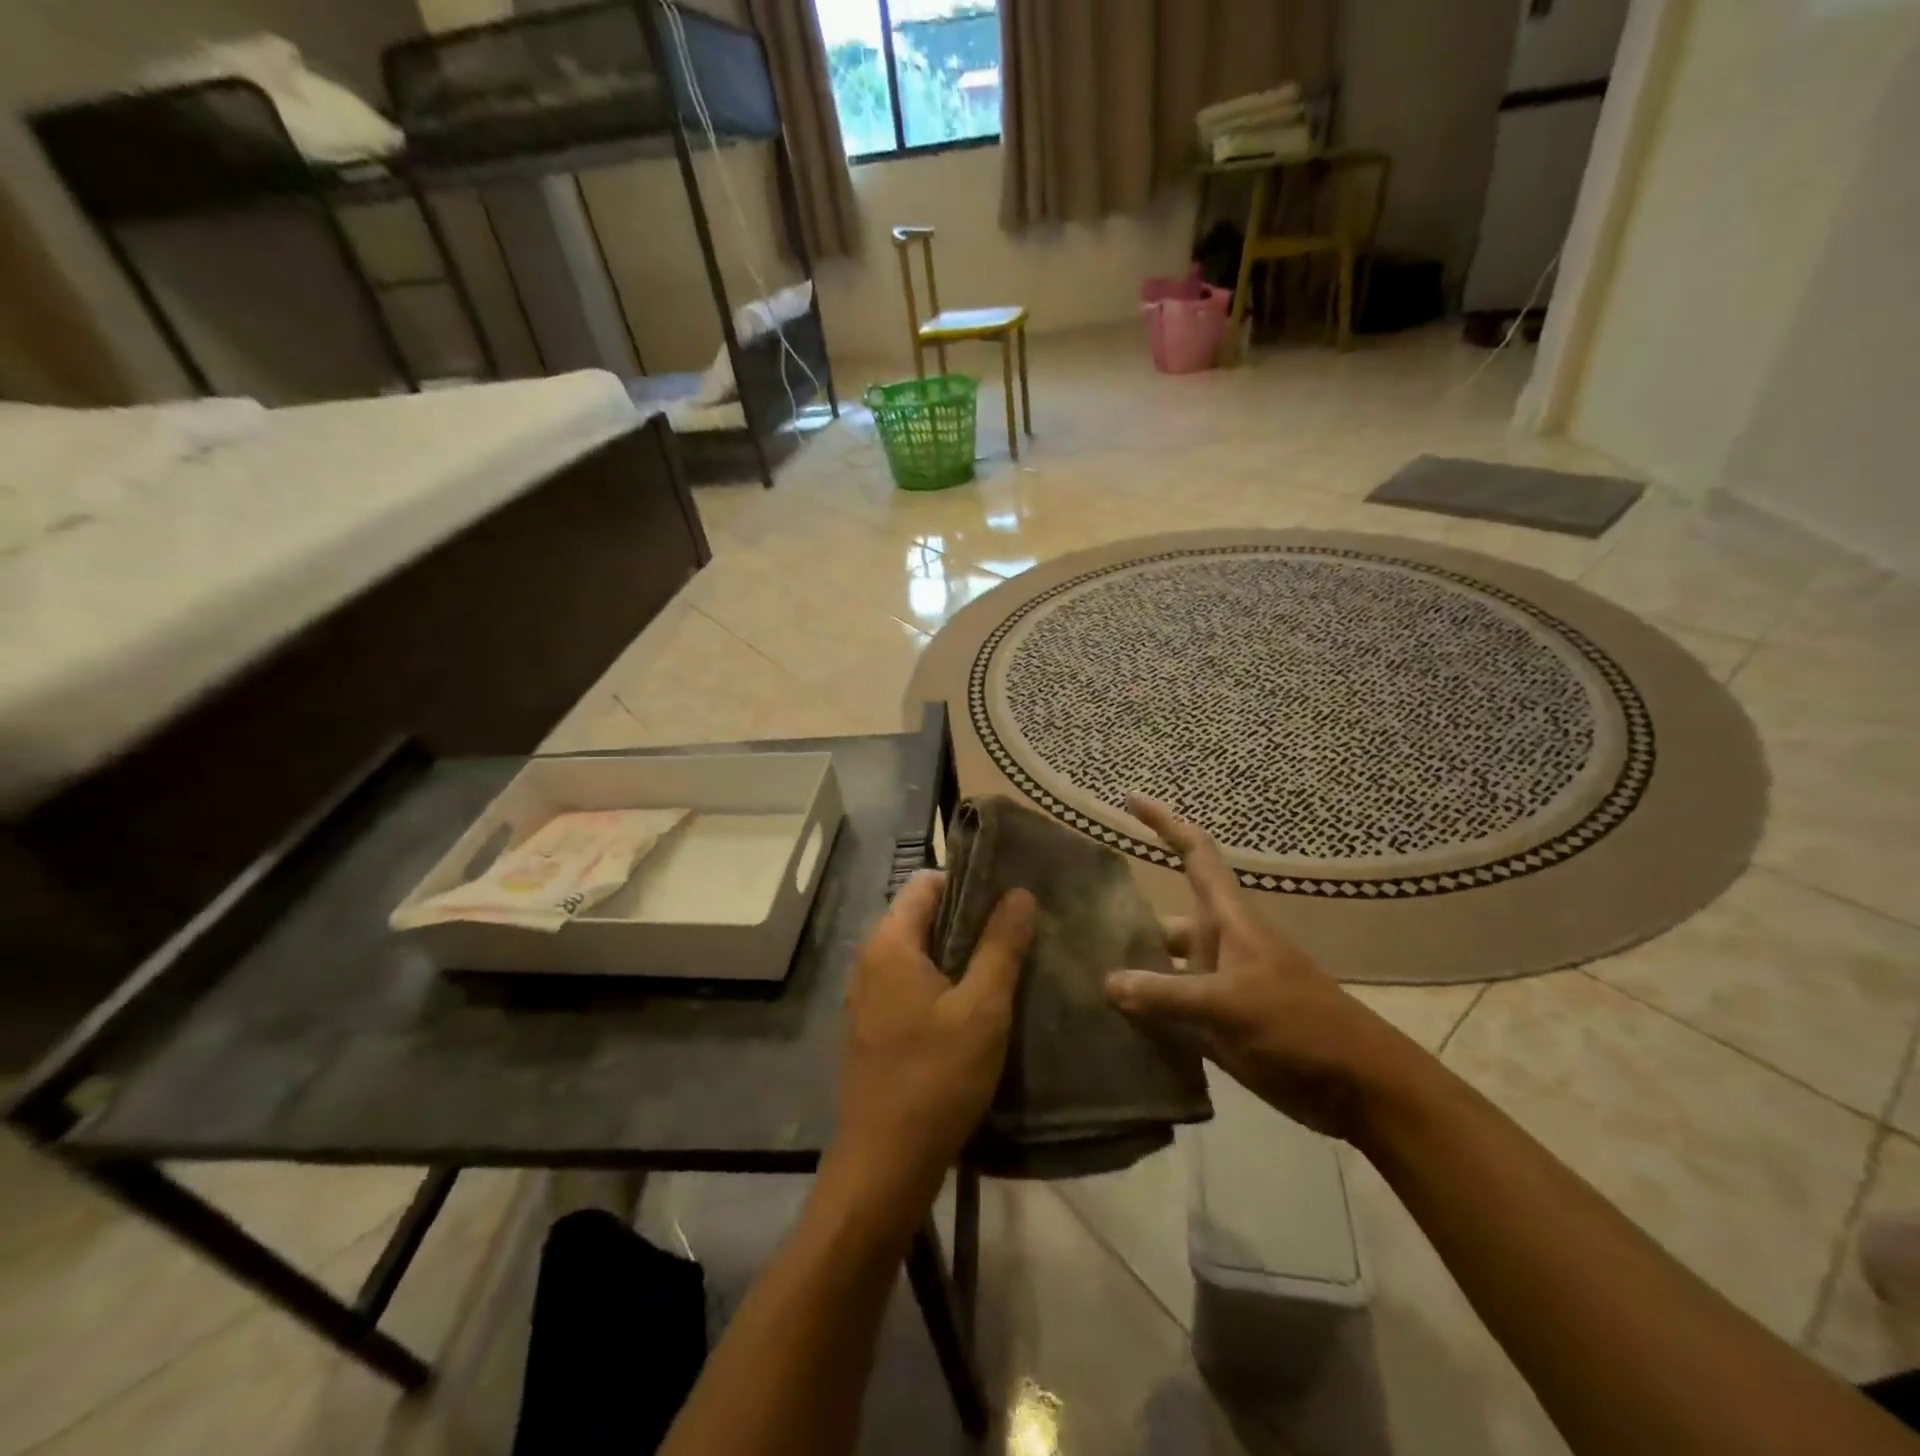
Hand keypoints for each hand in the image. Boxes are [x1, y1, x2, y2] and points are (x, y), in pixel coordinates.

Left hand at [824, 871, 1036, 1231]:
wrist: (884, 1165)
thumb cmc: (936, 1078)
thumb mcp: (982, 1009)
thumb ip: (1001, 946)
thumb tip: (1019, 893)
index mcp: (890, 942)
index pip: (927, 882)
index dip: (969, 881)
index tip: (1010, 896)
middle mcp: (871, 959)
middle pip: (923, 915)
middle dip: (970, 918)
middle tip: (1019, 930)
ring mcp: (868, 995)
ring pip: (920, 952)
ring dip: (960, 954)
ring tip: (1007, 964)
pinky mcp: (875, 1026)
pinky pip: (912, 984)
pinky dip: (943, 982)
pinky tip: (977, 1005)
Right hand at [1103, 795, 1411, 1141]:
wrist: (1357, 1086)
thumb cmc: (1300, 1026)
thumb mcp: (1230, 1005)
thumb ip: (1166, 995)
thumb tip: (1106, 983)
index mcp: (1227, 920)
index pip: (1194, 853)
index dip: (1164, 822)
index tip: (1129, 800)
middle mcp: (1217, 944)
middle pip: (1163, 919)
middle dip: (1124, 921)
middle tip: (1072, 928)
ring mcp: (1218, 986)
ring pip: (1163, 969)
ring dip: (1130, 975)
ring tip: (1080, 982)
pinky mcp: (1219, 1024)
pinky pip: (1170, 1011)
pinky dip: (1143, 1014)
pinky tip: (1108, 1026)